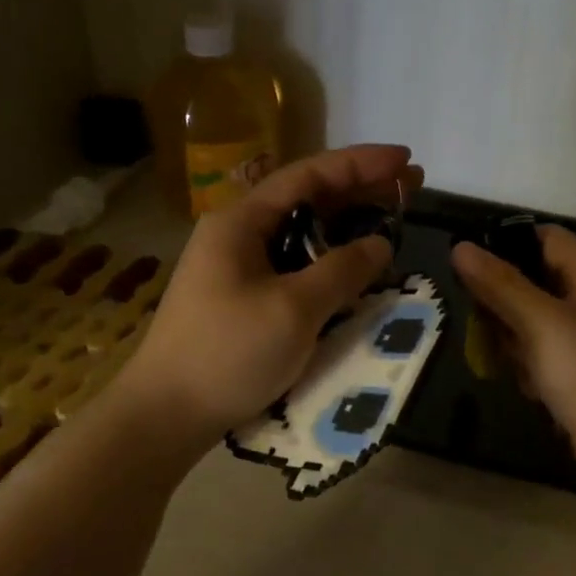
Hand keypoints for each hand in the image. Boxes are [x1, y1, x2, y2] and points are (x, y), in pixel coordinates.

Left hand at [123, 144, 422, 444]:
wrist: (166, 415)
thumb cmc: (228, 353)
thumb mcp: (293, 309)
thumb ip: (341, 270)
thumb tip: (380, 244)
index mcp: (241, 222)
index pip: (308, 175)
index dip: (359, 164)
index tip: (405, 160)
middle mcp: (237, 235)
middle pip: (305, 200)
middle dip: (359, 192)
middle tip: (409, 189)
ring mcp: (236, 270)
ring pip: (301, 237)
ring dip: (345, 228)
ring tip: (390, 224)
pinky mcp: (241, 301)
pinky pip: (293, 268)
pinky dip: (328, 264)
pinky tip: (354, 271)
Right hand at [452, 225, 575, 493]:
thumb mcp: (541, 323)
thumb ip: (500, 284)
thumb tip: (461, 247)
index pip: (547, 238)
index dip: (507, 245)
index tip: (468, 269)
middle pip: (537, 282)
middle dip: (506, 304)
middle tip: (486, 327)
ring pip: (537, 324)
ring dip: (517, 342)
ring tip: (515, 366)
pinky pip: (548, 357)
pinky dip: (534, 369)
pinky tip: (535, 391)